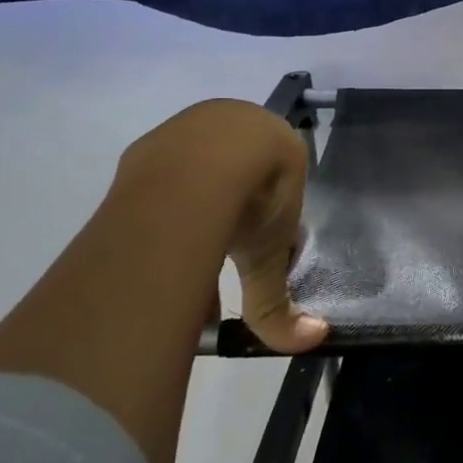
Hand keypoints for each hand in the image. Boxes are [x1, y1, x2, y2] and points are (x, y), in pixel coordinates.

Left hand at [118, 100, 327, 353]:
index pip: (278, 177)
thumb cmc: (254, 199)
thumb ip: (281, 300)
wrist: (201, 166)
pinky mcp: (147, 143)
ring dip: (192, 210)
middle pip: (234, 173)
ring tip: (183, 255)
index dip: (270, 216)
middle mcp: (232, 123)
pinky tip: (155, 239)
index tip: (258, 248)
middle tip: (221, 255)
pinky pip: (158, 179)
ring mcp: (186, 128)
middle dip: (229, 215)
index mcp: (275, 139)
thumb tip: (315, 339)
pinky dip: (160, 206)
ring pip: (193, 174)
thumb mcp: (270, 254)